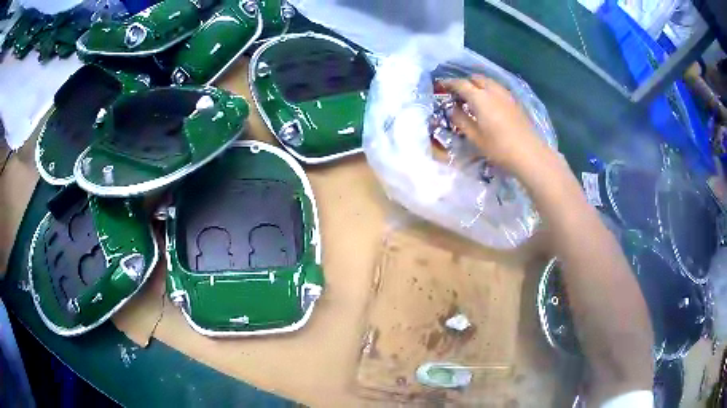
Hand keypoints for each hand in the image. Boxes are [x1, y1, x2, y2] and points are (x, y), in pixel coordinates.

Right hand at [441, 75, 552, 174]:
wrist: (529, 154)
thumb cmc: (499, 148)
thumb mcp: (475, 137)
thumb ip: (461, 120)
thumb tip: (452, 109)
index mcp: (480, 97)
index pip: (460, 84)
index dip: (449, 83)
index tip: (441, 86)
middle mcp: (492, 90)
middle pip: (475, 78)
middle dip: (465, 82)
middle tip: (457, 93)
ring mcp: (506, 95)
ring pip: (488, 81)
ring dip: (478, 85)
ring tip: (473, 97)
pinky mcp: (515, 102)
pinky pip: (497, 88)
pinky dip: (489, 90)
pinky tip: (489, 103)